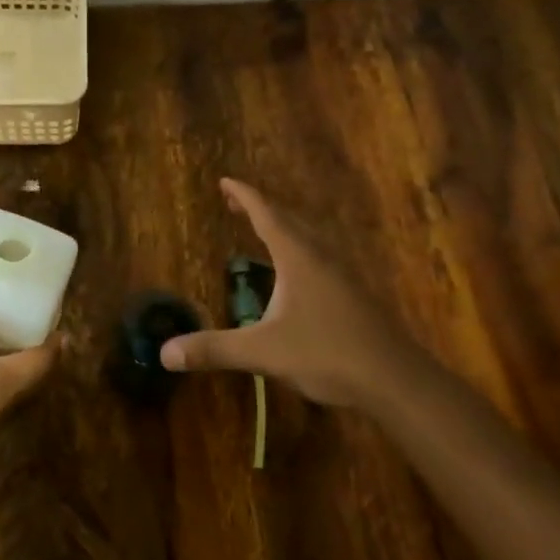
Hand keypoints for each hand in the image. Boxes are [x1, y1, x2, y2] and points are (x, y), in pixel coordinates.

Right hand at [159, 178, 453, 412]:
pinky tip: (297, 275)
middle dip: (259, 208)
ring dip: (282, 227)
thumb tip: (165, 353)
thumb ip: (214, 349)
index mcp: (298, 257)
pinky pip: (319, 257)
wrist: (394, 378)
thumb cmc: (326, 354)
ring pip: (308, 238)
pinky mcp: (353, 294)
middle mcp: (321, 257)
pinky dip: (298, 250)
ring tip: (263, 230)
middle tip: (235, 203)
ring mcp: (342, 274)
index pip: (266, 214)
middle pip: (288, 220)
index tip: (225, 181)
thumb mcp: (262, 352)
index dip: (244, 196)